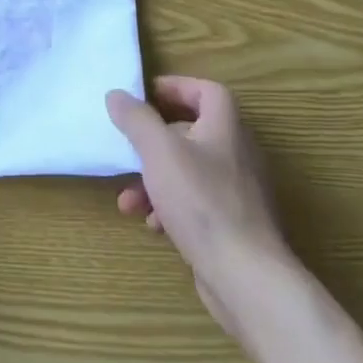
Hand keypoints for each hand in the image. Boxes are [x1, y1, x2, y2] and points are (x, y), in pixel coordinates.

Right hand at [107, 76, 294, 330]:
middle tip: (128, 149)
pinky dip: (170, 206)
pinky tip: (153, 224)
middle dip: (153, 141)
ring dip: (154, 180)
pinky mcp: (233, 223)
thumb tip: (117, 94)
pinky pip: (196, 201)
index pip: (207, 91)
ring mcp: (237, 191)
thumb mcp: (159, 152)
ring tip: (128, 199)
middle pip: (192, 132)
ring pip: (188, 171)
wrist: (245, 276)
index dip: (176, 86)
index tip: (144, 95)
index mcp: (226, 129)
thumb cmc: (202, 202)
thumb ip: (136, 120)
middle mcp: (237, 154)